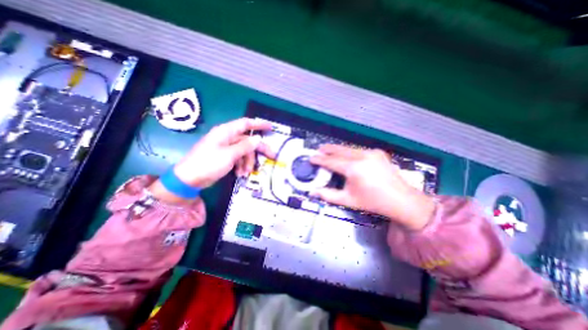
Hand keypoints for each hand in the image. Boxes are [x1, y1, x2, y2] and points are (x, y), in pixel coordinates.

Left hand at [150, 117, 273, 203]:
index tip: (270, 127)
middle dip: (258, 150)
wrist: (189, 179)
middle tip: (272, 156)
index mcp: (226, 132)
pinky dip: (241, 165)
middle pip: (248, 141)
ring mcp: (225, 148)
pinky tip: (239, 174)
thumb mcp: (229, 155)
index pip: (246, 123)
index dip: (259, 124)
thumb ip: (245, 146)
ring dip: (247, 162)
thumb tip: (257, 139)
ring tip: (245, 173)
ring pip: (244, 151)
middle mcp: (227, 138)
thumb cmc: (208, 164)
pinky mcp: (224, 157)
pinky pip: (238, 158)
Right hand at [310, 145, 433, 228]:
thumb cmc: (372, 202)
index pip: (331, 161)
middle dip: (328, 149)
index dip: (320, 160)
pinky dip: (350, 152)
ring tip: (330, 150)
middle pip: (340, 150)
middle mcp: (362, 156)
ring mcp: (371, 152)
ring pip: (349, 149)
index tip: (311, 158)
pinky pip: (359, 150)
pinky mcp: (378, 152)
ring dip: (338, 150)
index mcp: (353, 168)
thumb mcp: (348, 200)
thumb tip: (312, 192)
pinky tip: (347, 155)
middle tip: (319, 149)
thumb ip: (328, 195)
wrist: (401, 200)